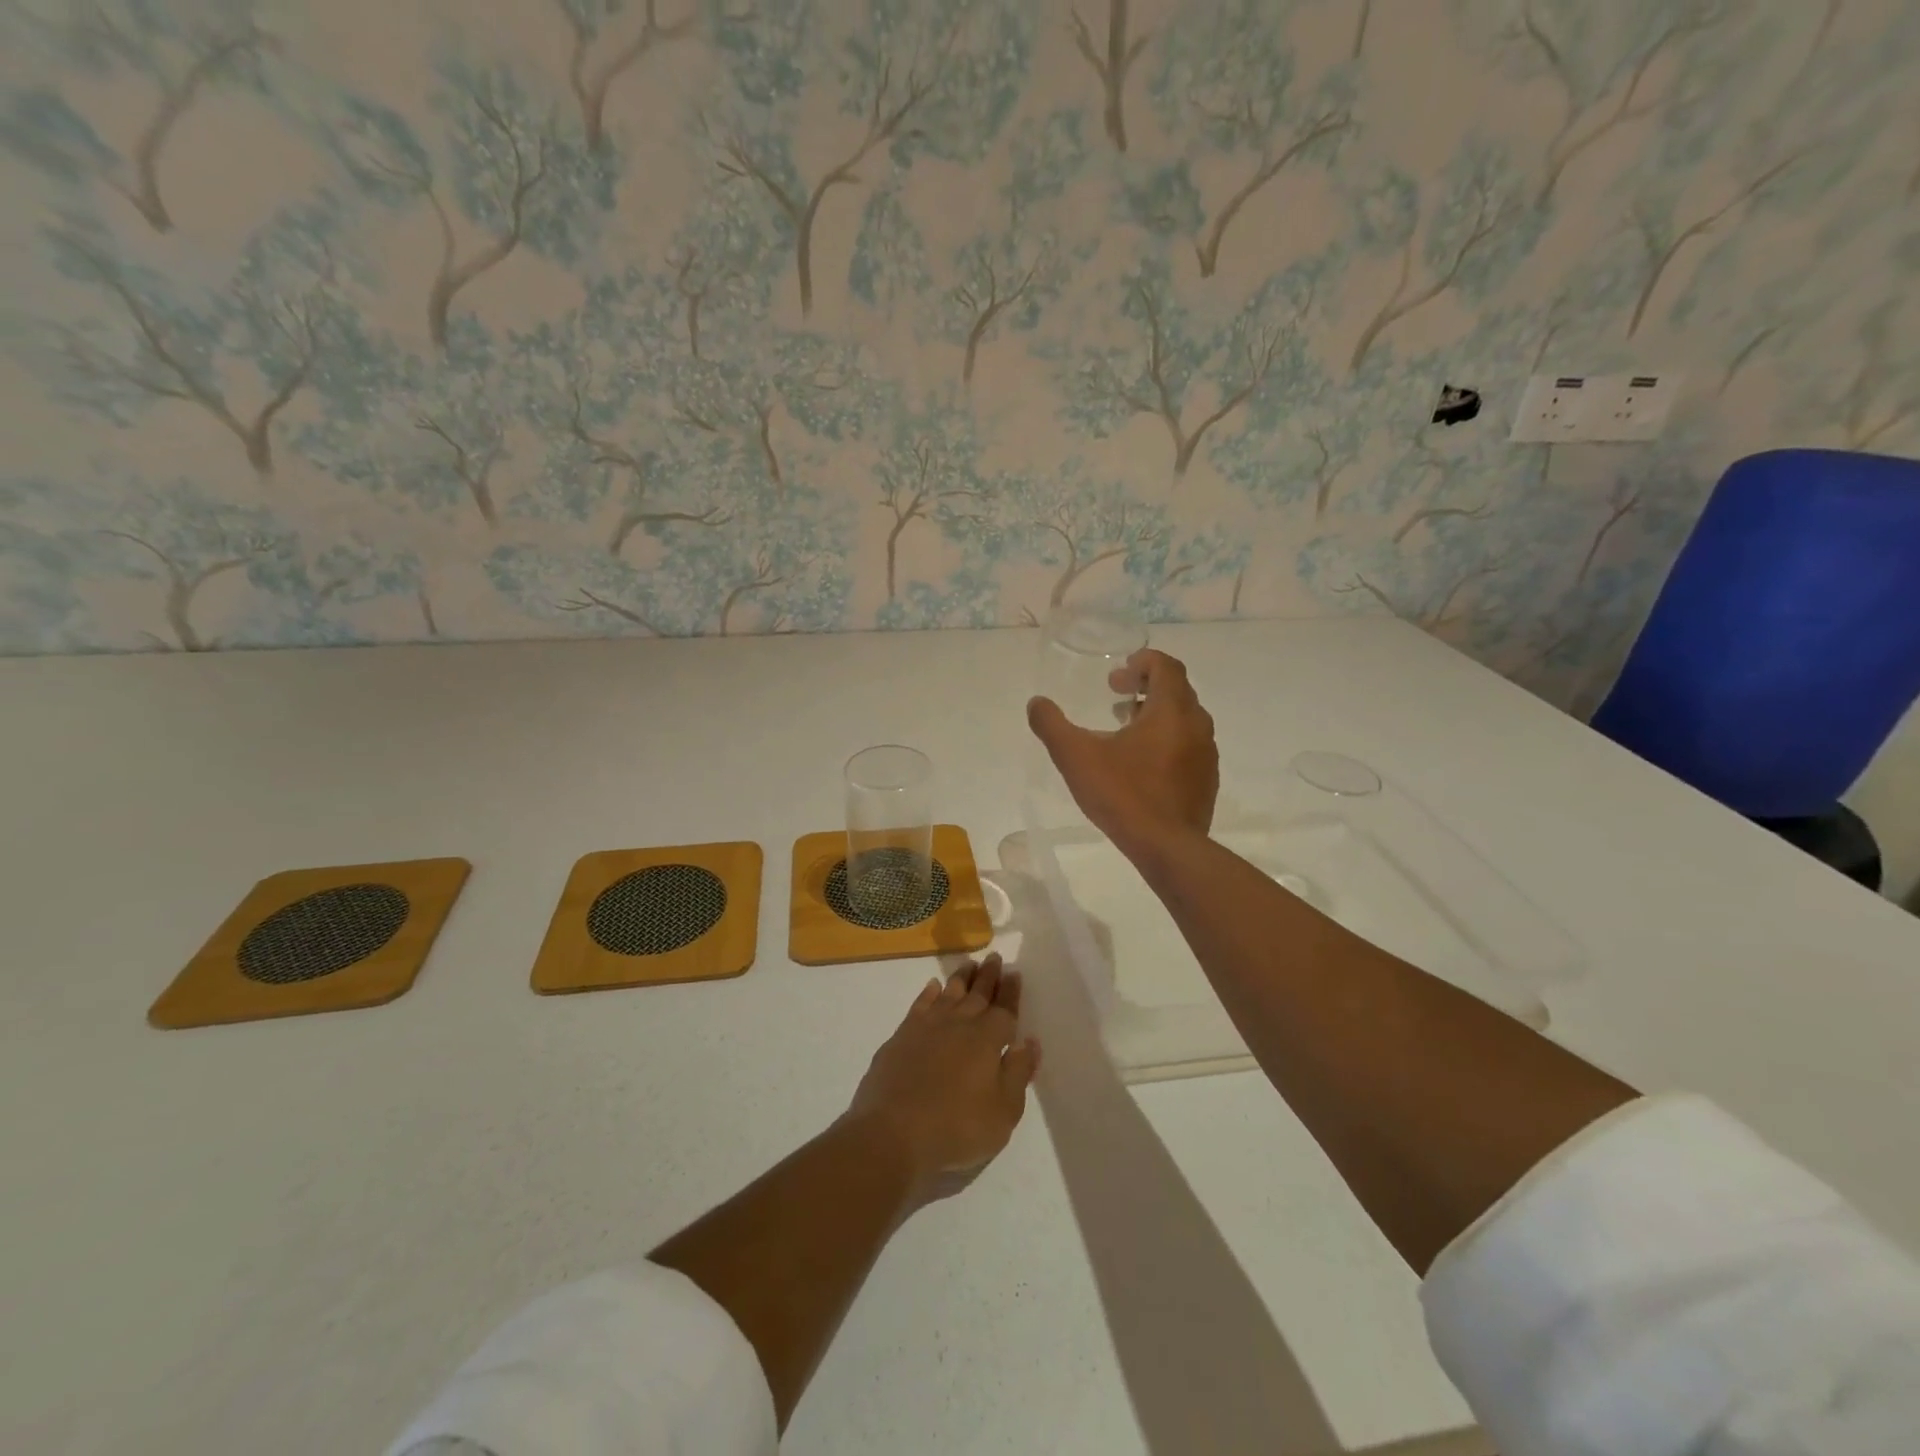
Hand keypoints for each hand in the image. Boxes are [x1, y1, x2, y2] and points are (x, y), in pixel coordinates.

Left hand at [844, 954, 1038, 1201]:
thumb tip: (1029, 1042)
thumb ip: (1018, 1073)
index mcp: (988, 1039)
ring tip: (970, 964)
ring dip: (962, 977)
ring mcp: (928, 1026)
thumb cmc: (957, 1126)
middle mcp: (960, 1023)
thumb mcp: (1003, 1111)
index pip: (1005, 1009)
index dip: (1011, 992)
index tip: (1014, 973)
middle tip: (994, 957)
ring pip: (950, 992)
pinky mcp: (902, 1035)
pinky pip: (921, 1004)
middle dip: (989, 976)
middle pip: (978, 993)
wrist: (893, 1131)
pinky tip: (933, 987)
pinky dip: (929, 993)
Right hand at [1027, 647, 1218, 854]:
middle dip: (1145, 686)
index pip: (1166, 667)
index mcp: (1171, 710)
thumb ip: (1052, 725)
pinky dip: (1167, 739)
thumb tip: (1036, 703)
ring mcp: (1206, 754)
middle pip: (1176, 689)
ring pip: (1184, 718)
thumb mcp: (1076, 757)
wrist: (1167, 847)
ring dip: (1156, 713)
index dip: (1142, 662)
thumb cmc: (1123, 794)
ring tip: (1125, 727)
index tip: (1118, 673)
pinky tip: (1141, 764)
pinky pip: (1188, 745)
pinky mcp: (1206, 780)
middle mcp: (1197, 725)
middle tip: (1115, 694)